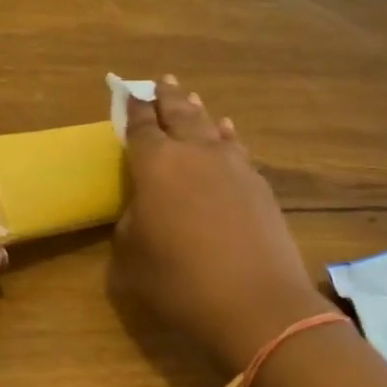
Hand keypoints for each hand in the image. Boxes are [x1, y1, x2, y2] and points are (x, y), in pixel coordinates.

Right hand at [111, 78, 334, 376]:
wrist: (256, 304)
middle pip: (179, 114)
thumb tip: (143, 208)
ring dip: (197, 111)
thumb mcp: (132, 256)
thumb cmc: (180, 281)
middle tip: (161, 81)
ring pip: (210, 126)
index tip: (128, 92)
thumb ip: (131, 222)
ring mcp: (232, 165)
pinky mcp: (258, 184)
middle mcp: (194, 153)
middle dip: (167, 97)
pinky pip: (236, 147)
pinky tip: (227, 132)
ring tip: (190, 98)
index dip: (133, 108)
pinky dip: (226, 136)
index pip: (140, 126)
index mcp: (155, 164)